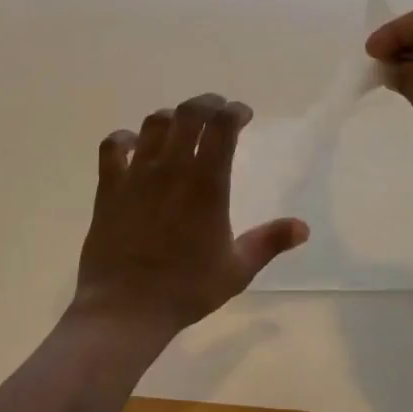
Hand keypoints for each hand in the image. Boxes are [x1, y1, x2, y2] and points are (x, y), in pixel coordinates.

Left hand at [73, 93, 308, 336]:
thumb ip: (270, 242)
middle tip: (217, 111)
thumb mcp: (237, 269)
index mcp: (207, 184)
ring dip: (172, 117)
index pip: (222, 127)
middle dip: (207, 103)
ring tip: (181, 126)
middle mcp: (172, 169)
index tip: (243, 115)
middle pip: (189, 113)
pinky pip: (113, 146)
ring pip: (153, 123)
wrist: (125, 308)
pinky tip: (134, 145)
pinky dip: (125, 138)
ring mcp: (137, 174)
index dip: (234, 111)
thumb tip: (303, 227)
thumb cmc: (186, 289)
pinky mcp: (110, 186)